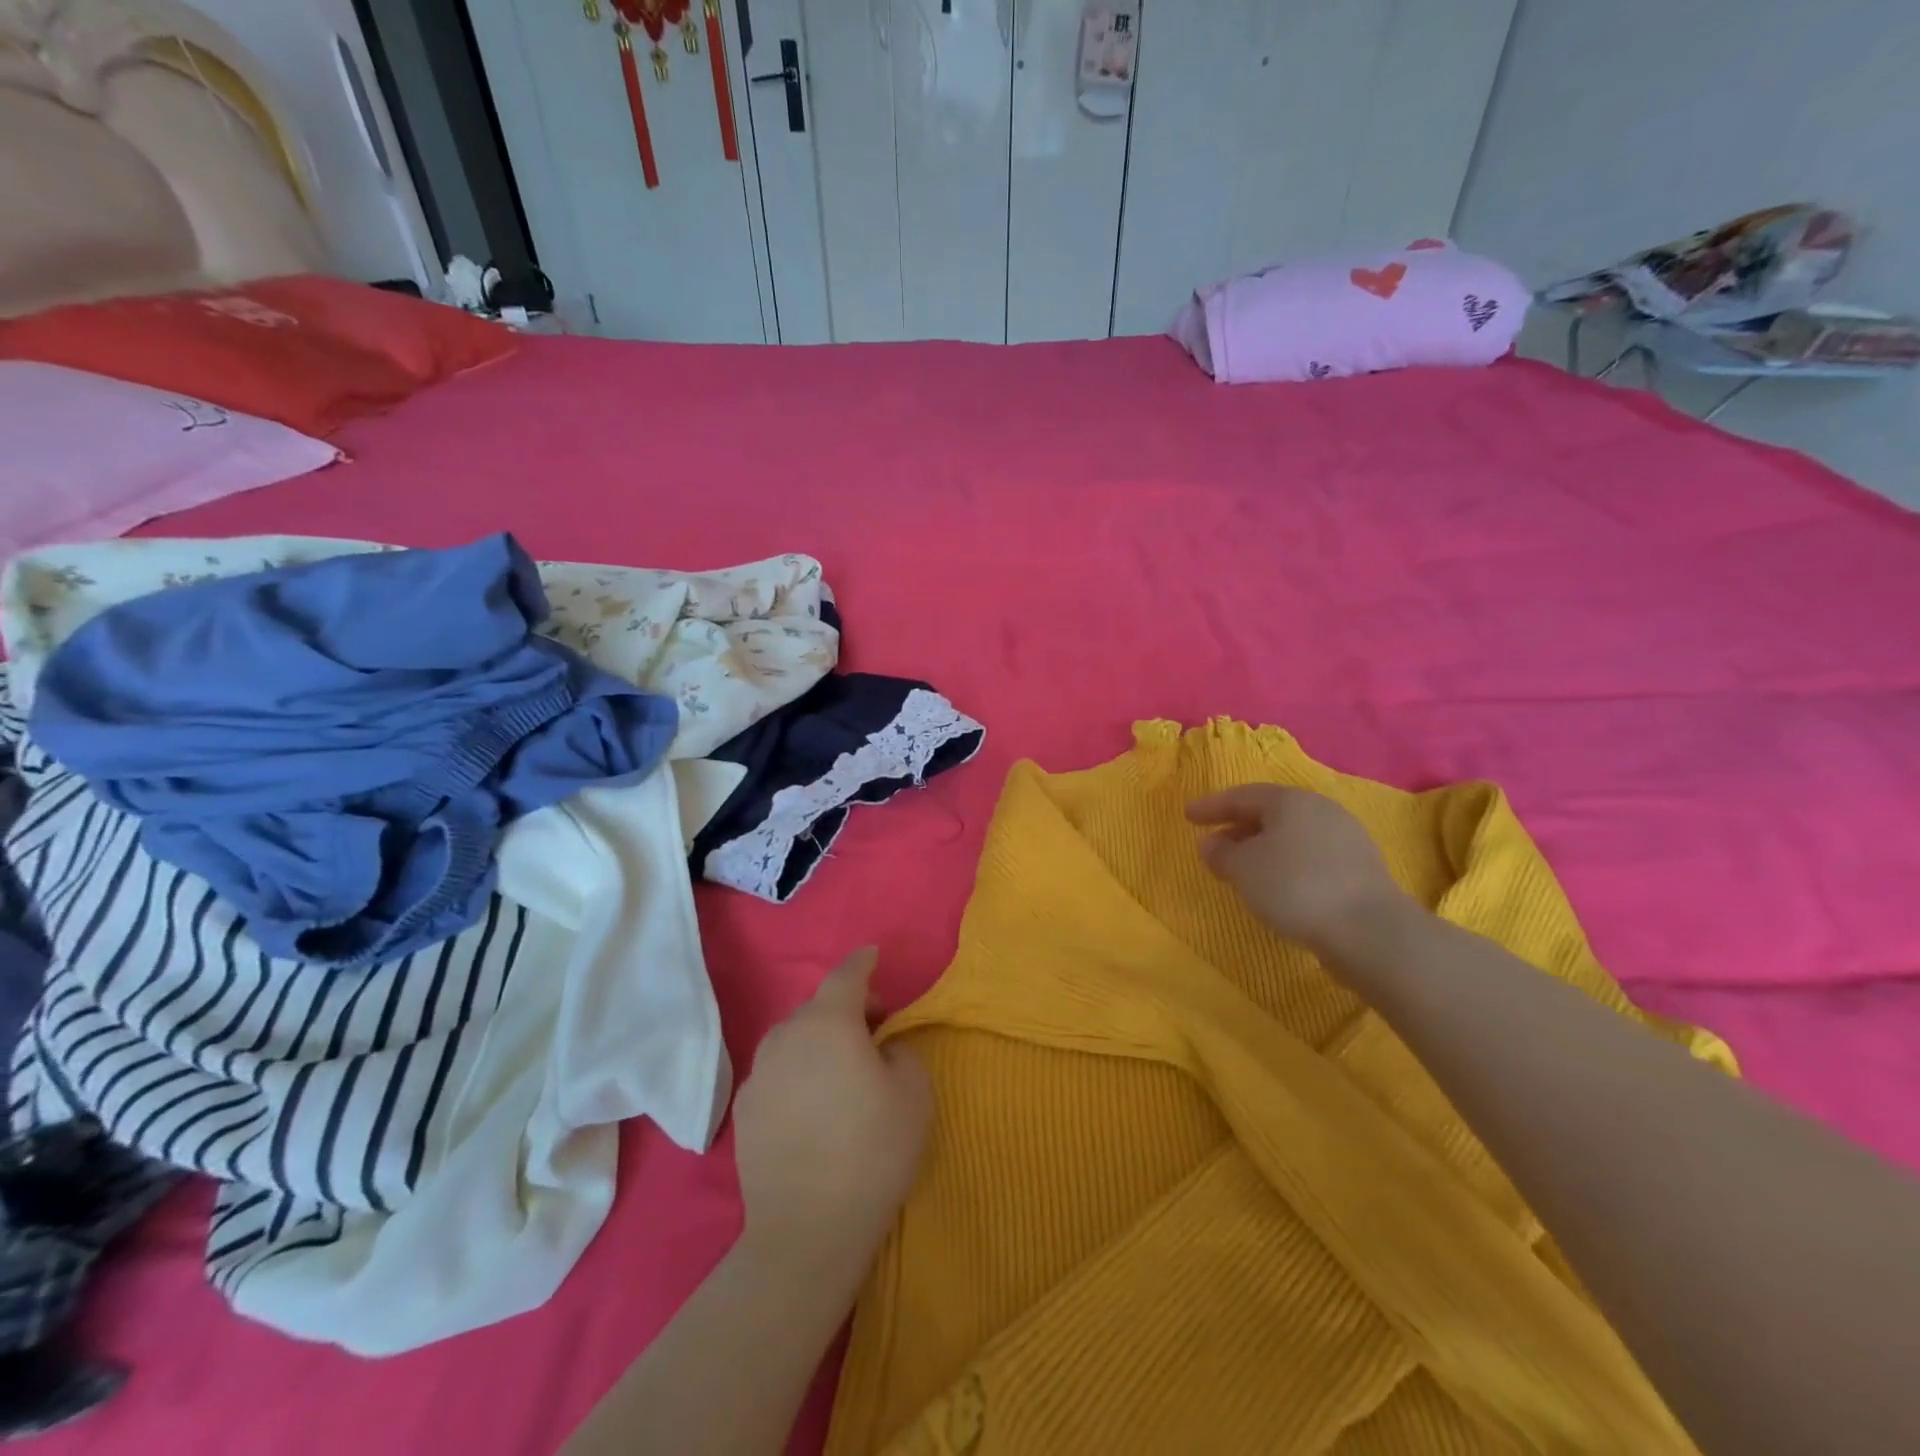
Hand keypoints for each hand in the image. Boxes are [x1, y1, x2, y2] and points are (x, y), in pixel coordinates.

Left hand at [733, 948, 932, 1290]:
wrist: (806, 1231)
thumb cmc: (872, 1152)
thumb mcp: (914, 1093)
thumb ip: (901, 1052)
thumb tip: (881, 1050)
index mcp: (828, 1023)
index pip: (846, 975)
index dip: (863, 961)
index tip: (874, 955)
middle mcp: (786, 1036)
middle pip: (818, 1006)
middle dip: (845, 1007)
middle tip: (873, 1029)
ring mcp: (759, 1073)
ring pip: (793, 1037)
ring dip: (818, 1039)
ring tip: (840, 1068)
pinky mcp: (744, 1109)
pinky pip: (777, 1071)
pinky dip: (797, 1071)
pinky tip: (812, 1104)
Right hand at [1186, 785, 1414, 959]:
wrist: (1370, 931)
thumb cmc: (1295, 888)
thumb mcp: (1243, 869)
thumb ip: (1221, 852)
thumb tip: (1210, 843)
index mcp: (1290, 801)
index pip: (1242, 795)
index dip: (1211, 806)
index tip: (1187, 815)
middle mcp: (1320, 810)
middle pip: (1270, 812)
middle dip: (1238, 826)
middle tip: (1213, 842)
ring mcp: (1346, 837)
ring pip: (1291, 835)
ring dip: (1262, 847)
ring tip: (1242, 868)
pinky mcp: (1359, 868)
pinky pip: (1310, 855)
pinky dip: (1286, 863)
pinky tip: (1276, 884)